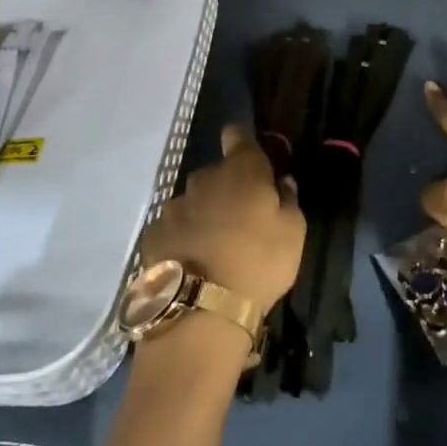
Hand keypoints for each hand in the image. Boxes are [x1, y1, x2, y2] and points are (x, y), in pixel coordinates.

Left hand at [139, 124, 305, 316]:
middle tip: (240, 220)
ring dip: (204, 214)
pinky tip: (192, 262)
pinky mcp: (153, 233)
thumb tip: (282, 182)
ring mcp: (174, 206)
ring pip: (193, 202)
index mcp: (241, 170)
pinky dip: (183, 238)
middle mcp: (203, 178)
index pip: (237, 135)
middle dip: (227, 189)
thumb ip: (288, 200)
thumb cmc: (259, 263)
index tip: (250, 158)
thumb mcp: (293, 233)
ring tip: (215, 247)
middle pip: (216, 174)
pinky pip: (174, 227)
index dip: (242, 141)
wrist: (202, 310)